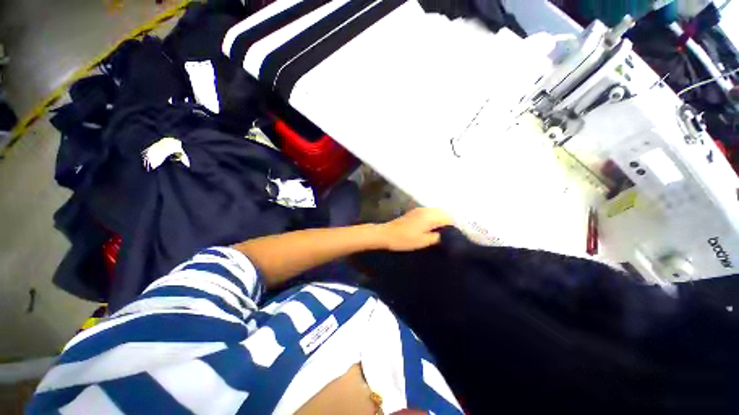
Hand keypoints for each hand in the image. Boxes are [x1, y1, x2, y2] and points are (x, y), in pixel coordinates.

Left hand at [380, 208, 453, 251]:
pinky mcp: (414, 213)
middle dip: (448, 222)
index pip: (448, 217)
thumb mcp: (423, 241)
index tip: (456, 236)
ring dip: (441, 220)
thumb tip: (447, 236)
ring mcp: (419, 210)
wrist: (386, 234)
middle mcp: (426, 210)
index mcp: (430, 216)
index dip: (454, 226)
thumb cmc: (404, 239)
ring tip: (442, 233)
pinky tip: (432, 228)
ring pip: (436, 212)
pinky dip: (433, 219)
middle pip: (443, 213)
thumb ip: (437, 237)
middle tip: (450, 235)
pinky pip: (429, 213)